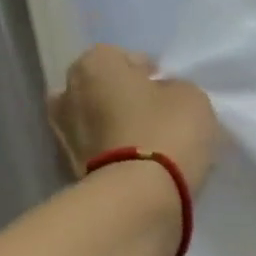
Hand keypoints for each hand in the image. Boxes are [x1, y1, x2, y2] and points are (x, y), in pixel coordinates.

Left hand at [48, 46, 217, 188]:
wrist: (139, 196)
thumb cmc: (166, 133)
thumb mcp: (192, 98)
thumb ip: (176, 89)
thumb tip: (165, 97)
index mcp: (94, 64)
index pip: (125, 58)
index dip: (150, 74)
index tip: (170, 93)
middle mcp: (67, 92)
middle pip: (104, 90)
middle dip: (125, 100)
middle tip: (157, 118)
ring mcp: (63, 134)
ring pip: (98, 122)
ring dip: (117, 129)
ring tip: (150, 147)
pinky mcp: (70, 170)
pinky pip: (100, 153)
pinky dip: (115, 156)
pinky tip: (140, 167)